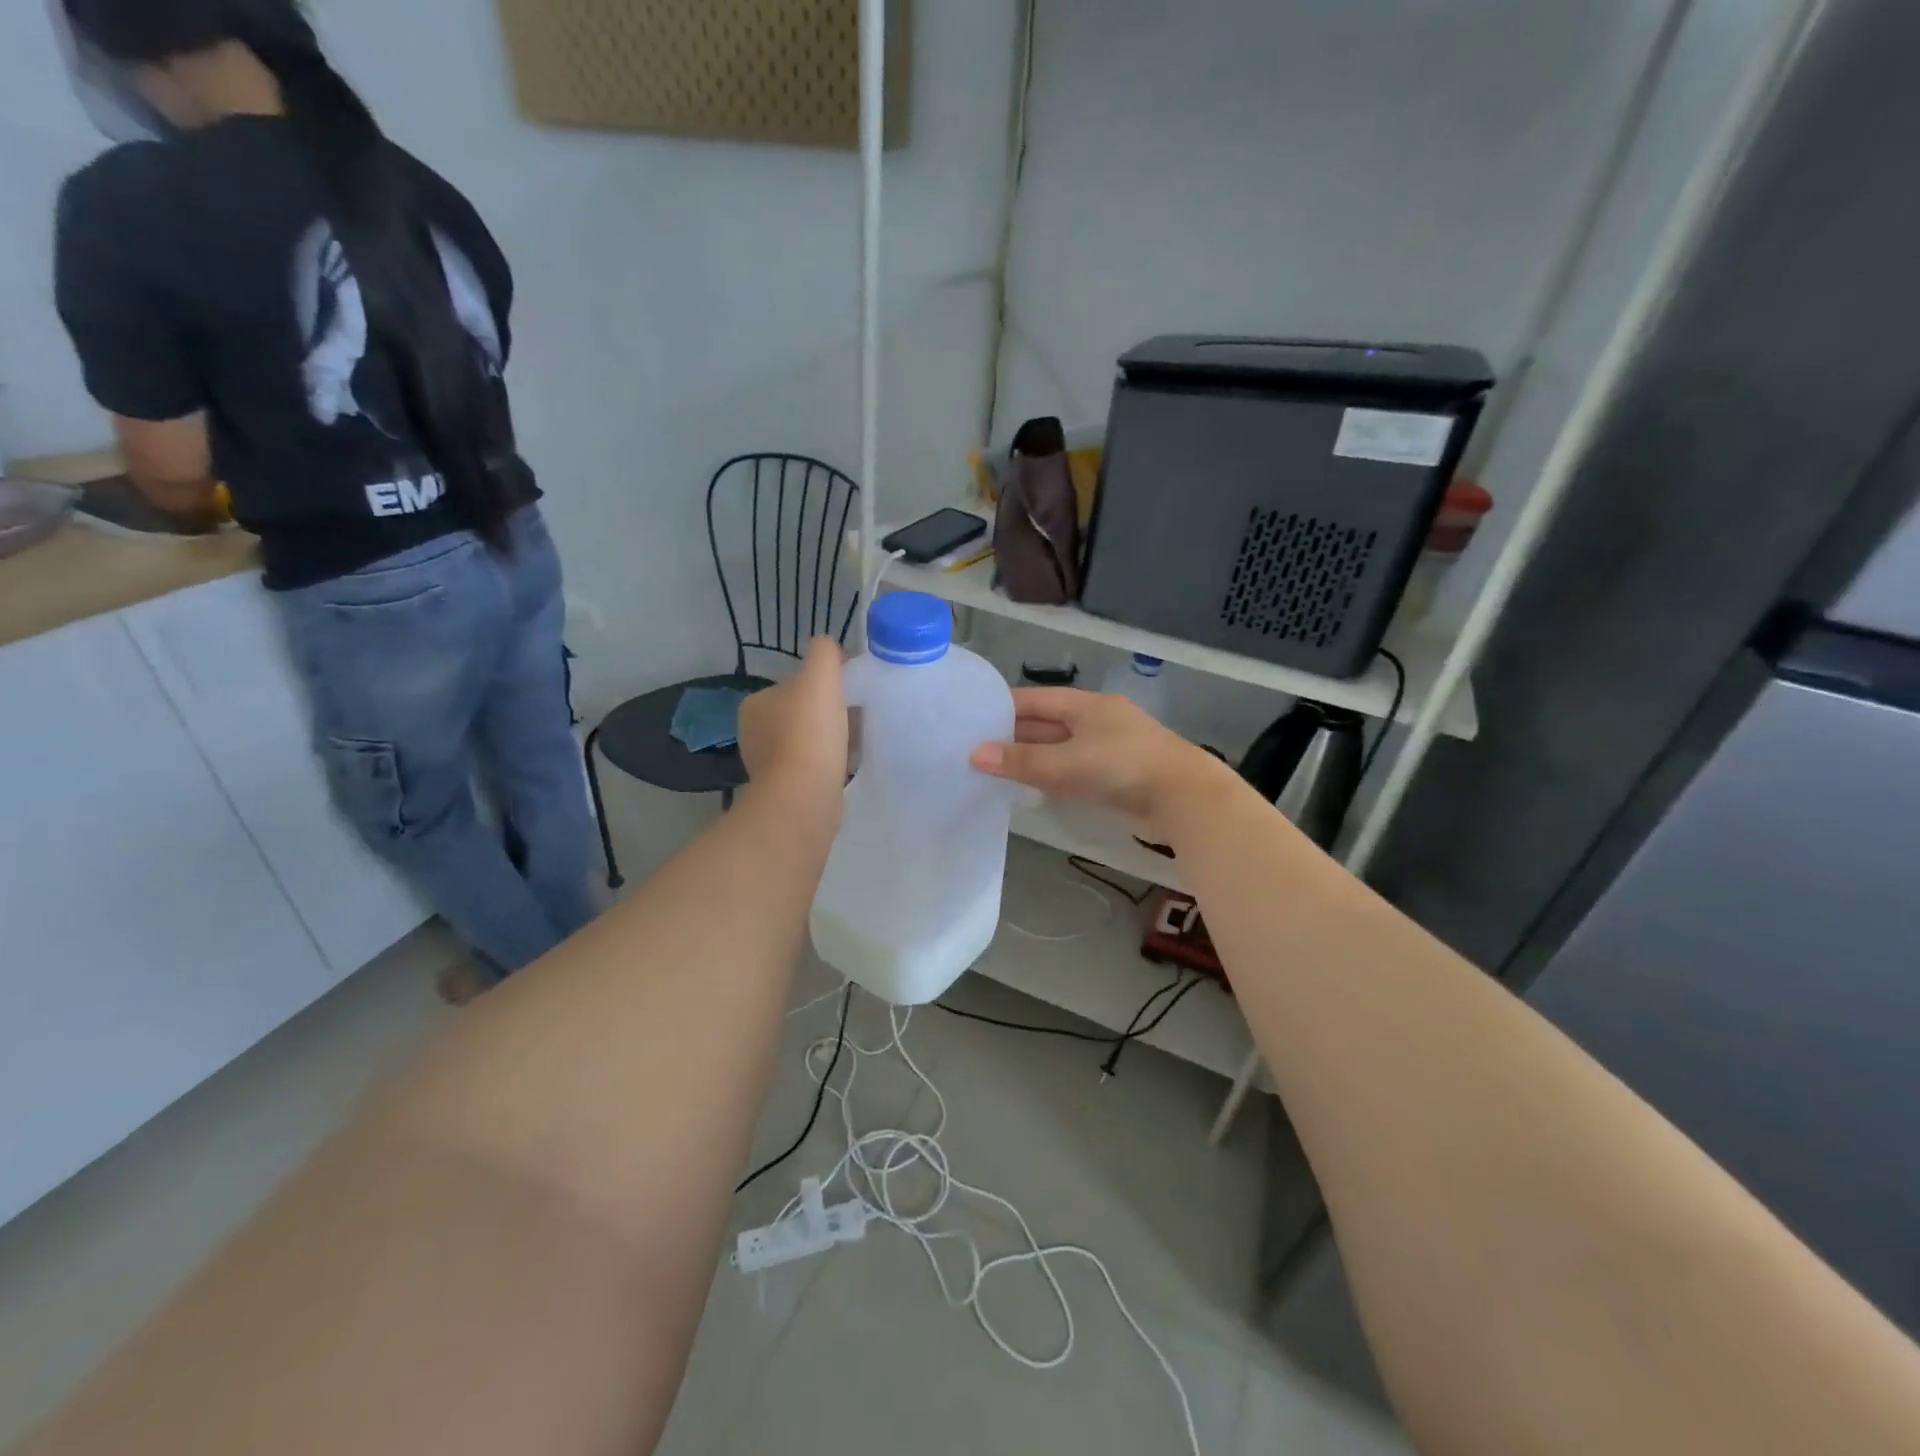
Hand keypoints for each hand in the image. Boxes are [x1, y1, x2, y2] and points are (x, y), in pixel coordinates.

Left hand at [738, 638, 849, 820]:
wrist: (804, 797)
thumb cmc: (809, 733)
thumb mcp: (820, 675)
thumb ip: (824, 652)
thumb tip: (828, 647)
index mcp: (755, 704)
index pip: (793, 685)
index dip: (822, 686)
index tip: (847, 694)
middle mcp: (753, 734)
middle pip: (800, 713)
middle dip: (825, 714)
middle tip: (855, 718)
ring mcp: (766, 765)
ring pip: (805, 741)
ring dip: (826, 741)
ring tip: (853, 743)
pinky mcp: (783, 791)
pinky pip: (810, 768)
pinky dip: (825, 764)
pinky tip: (844, 766)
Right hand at [970, 688, 1237, 843]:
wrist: (1184, 798)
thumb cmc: (1123, 768)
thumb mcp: (1067, 763)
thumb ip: (1022, 761)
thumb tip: (975, 755)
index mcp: (1087, 705)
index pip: (1037, 699)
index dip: (1005, 707)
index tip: (973, 718)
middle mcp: (1098, 721)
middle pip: (1048, 724)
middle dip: (1015, 736)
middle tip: (977, 749)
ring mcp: (1109, 748)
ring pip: (1061, 749)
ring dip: (1033, 759)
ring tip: (995, 769)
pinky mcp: (1117, 775)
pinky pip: (1075, 770)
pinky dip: (1053, 776)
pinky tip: (1032, 788)